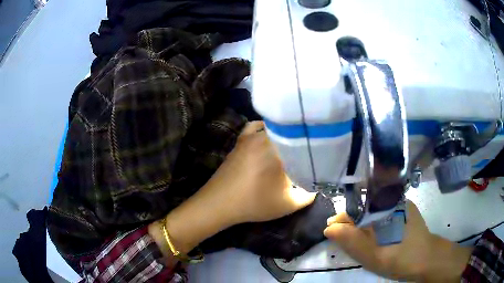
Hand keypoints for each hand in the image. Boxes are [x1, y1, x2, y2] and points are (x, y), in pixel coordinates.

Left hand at [149, 122, 314, 257]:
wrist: (219, 203)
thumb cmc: (254, 203)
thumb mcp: (288, 204)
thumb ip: (308, 195)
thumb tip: (317, 187)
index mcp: (280, 148)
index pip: (304, 139)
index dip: (316, 143)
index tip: (323, 150)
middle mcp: (266, 135)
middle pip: (290, 130)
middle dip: (303, 137)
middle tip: (312, 147)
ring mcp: (251, 135)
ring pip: (274, 126)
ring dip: (285, 132)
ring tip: (294, 142)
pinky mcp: (240, 139)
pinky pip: (256, 126)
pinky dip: (265, 128)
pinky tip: (269, 136)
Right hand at [324, 200, 471, 281]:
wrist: (427, 259)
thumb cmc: (400, 259)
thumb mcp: (372, 255)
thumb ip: (351, 241)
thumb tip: (329, 227)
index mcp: (385, 206)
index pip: (355, 206)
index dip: (342, 219)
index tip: (331, 231)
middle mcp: (393, 199)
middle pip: (363, 206)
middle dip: (351, 222)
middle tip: (343, 239)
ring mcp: (400, 203)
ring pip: (373, 210)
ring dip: (362, 224)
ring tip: (357, 240)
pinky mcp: (405, 209)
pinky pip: (383, 213)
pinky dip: (373, 224)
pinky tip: (373, 236)